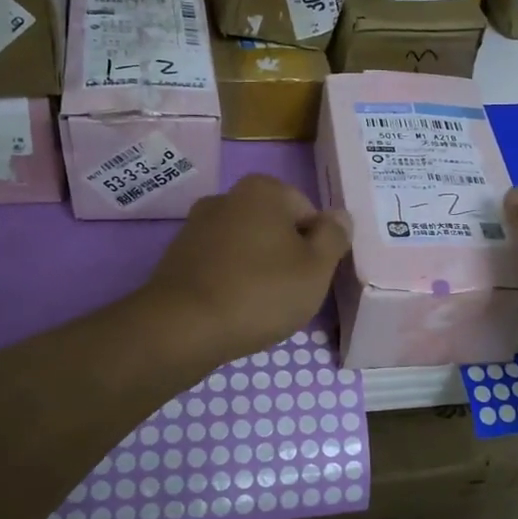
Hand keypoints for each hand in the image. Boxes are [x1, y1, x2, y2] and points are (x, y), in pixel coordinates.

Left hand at [142, 174, 351, 363]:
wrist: (182, 328)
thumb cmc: (260, 292)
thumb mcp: (316, 268)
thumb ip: (334, 237)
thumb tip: (340, 216)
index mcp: (263, 190)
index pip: (308, 213)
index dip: (317, 248)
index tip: (312, 278)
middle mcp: (226, 197)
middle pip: (275, 228)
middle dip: (286, 257)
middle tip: (290, 295)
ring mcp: (196, 226)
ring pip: (246, 247)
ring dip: (258, 270)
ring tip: (260, 307)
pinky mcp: (178, 257)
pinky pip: (220, 266)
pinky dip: (231, 282)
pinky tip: (233, 310)